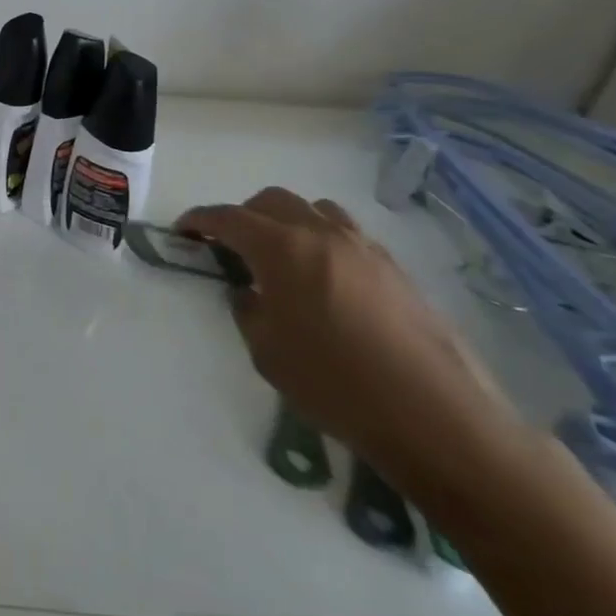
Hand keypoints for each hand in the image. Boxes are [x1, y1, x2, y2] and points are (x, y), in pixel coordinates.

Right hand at [177, 189, 517, 491]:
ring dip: (286, 221)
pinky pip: (346, 233)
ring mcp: (364, 247)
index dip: (200, 220)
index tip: (182, 231)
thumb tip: (249, 292)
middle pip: (272, 201)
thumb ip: (248, 309)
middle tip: (227, 245)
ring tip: (278, 255)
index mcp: (283, 248)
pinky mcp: (394, 267)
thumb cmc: (334, 383)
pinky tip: (321, 278)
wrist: (433, 414)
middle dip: (242, 215)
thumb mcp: (267, 351)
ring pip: (314, 210)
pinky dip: (321, 239)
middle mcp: (323, 234)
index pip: (229, 218)